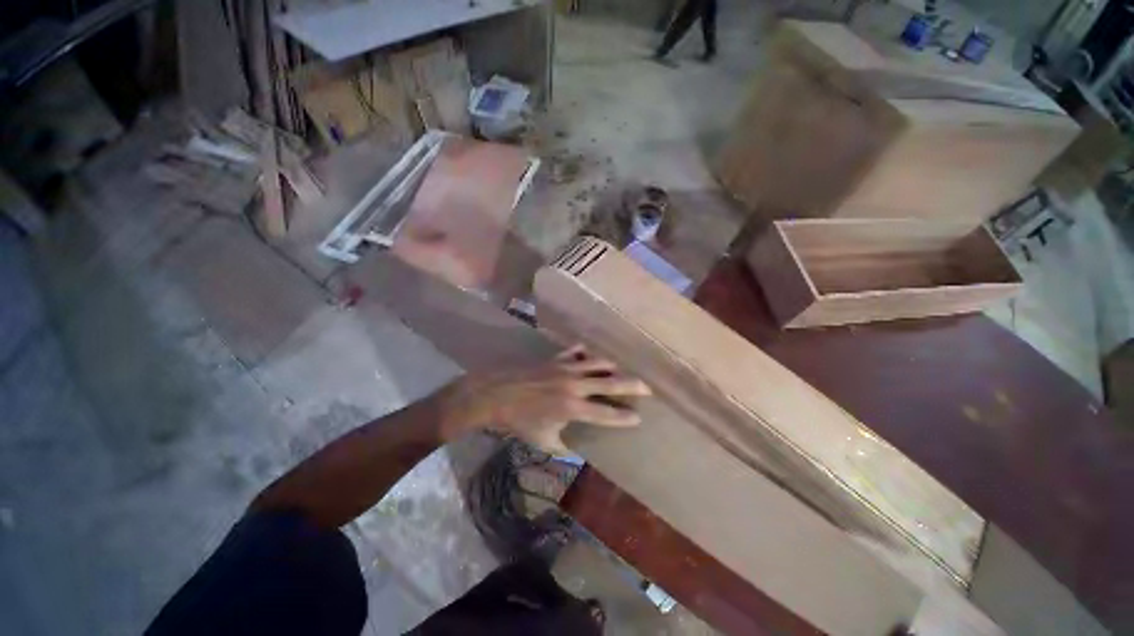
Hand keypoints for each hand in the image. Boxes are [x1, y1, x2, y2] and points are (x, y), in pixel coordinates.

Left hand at [434, 345, 651, 452]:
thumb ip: (563, 447)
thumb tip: (577, 452)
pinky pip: (576, 351)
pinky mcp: (556, 358)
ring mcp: (566, 368)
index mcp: (573, 408)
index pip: (606, 414)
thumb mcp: (543, 440)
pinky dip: (584, 353)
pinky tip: (588, 354)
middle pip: (610, 383)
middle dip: (631, 386)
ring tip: (620, 370)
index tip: (638, 417)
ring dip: (611, 367)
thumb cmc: (519, 421)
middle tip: (647, 388)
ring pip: (597, 363)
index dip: (624, 417)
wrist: (496, 394)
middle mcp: (575, 386)